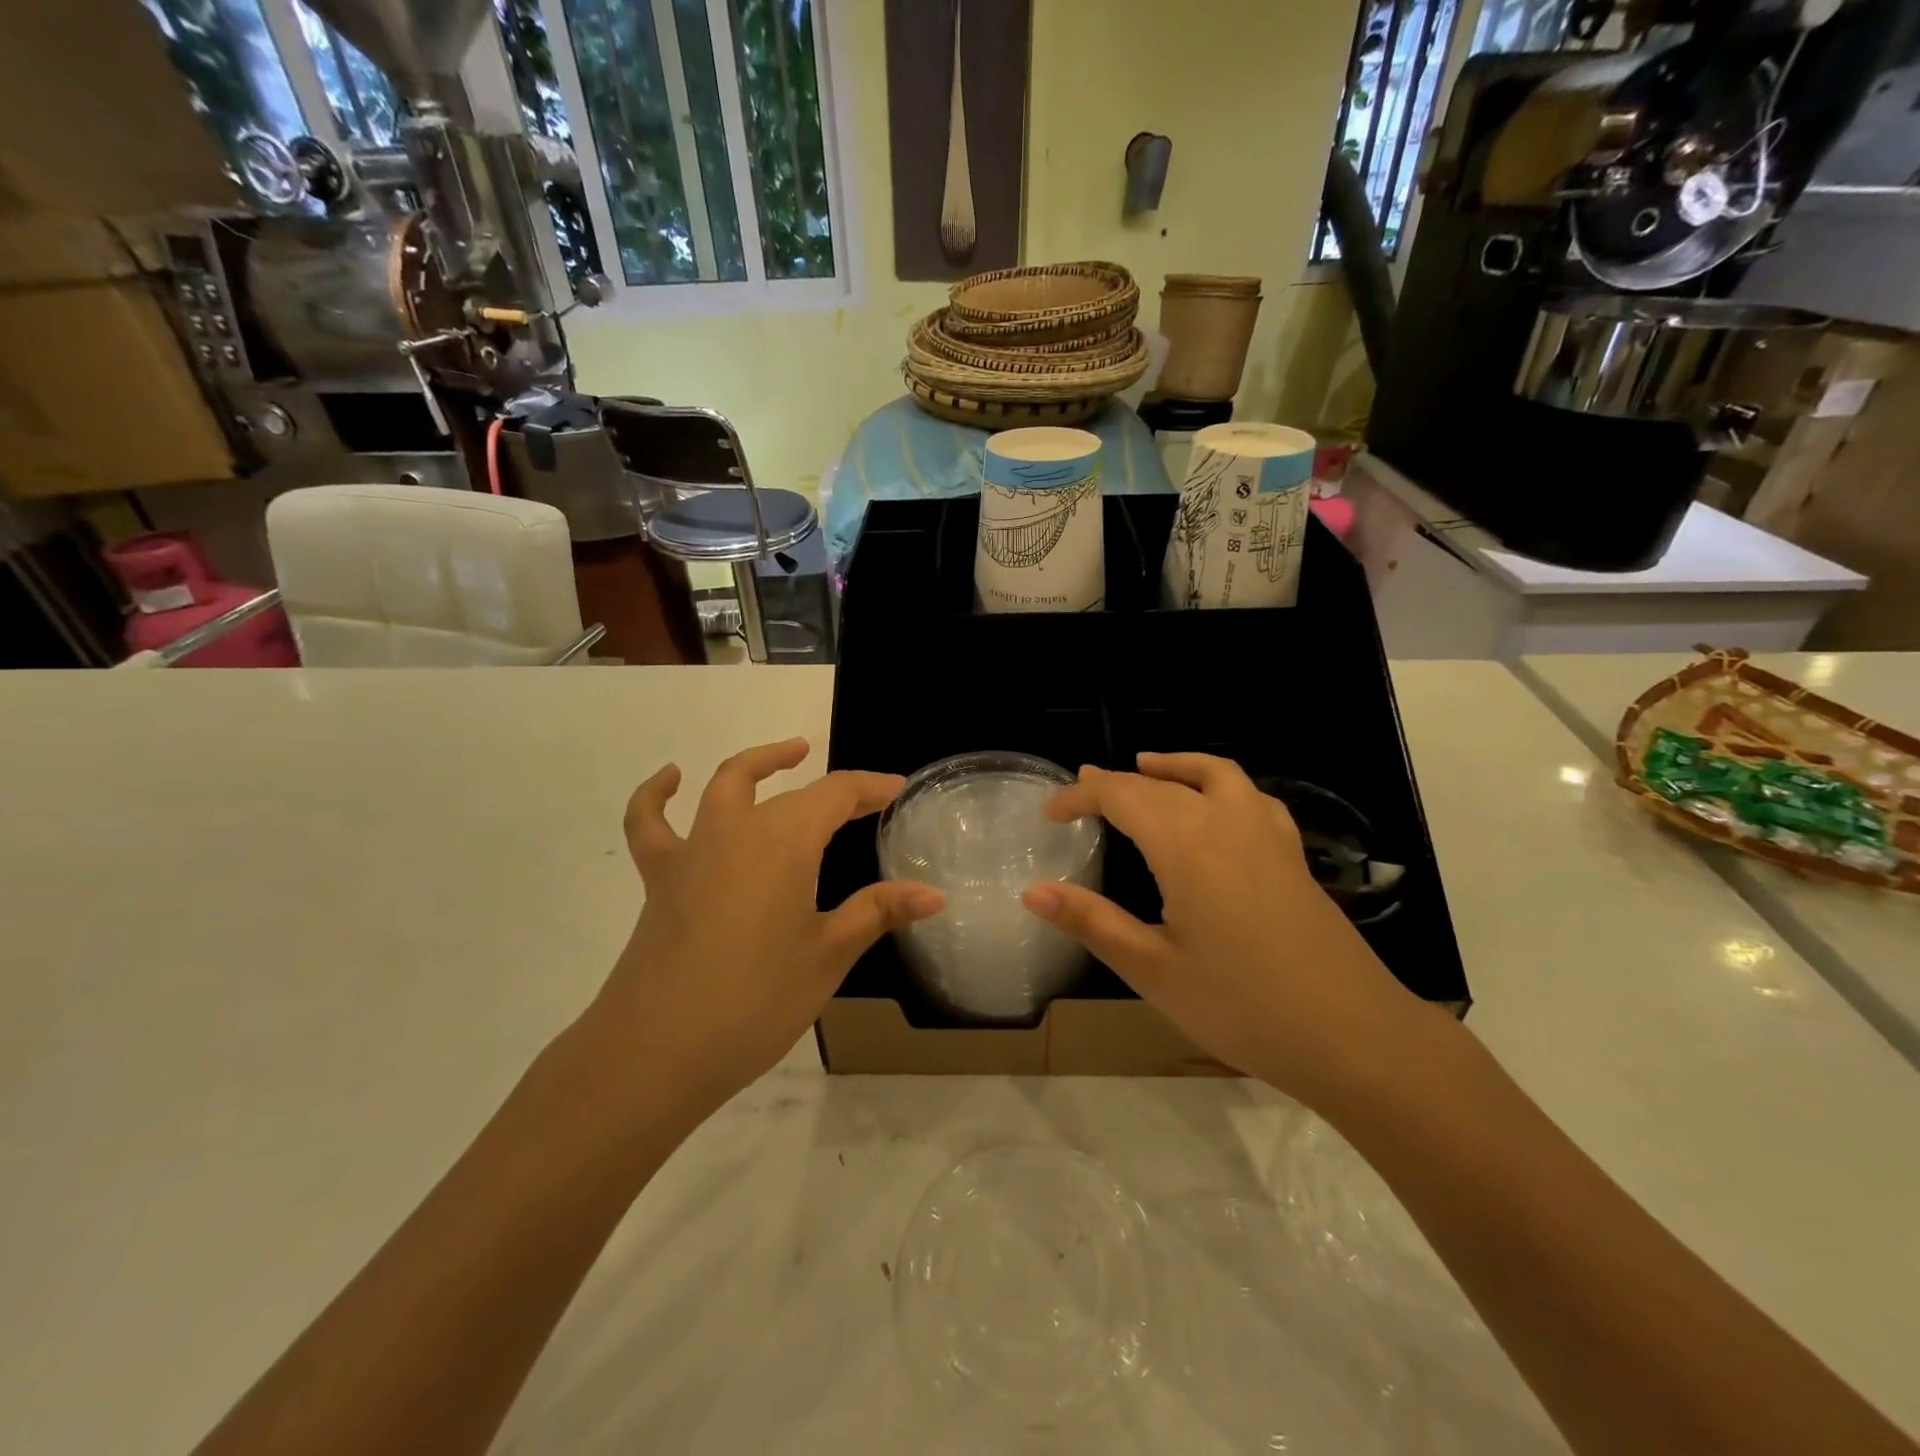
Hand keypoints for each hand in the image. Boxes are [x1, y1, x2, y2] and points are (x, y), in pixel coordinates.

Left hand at [585, 739, 942, 1122]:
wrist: (655, 1051)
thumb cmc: (756, 1001)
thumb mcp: (828, 956)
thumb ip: (878, 912)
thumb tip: (933, 894)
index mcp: (786, 842)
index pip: (837, 795)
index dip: (871, 788)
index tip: (897, 789)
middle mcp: (738, 830)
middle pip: (792, 793)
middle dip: (834, 791)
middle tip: (865, 800)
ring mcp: (693, 849)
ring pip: (727, 785)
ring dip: (761, 764)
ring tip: (791, 753)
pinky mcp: (660, 878)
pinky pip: (650, 823)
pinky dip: (657, 794)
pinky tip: (671, 778)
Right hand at [1021, 753, 1420, 1106]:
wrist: (1355, 1038)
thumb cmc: (1243, 1007)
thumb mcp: (1154, 970)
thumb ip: (1092, 922)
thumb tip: (1033, 891)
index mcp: (1187, 845)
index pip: (1122, 796)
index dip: (1080, 796)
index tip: (1049, 813)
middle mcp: (1227, 823)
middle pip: (1162, 784)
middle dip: (1117, 783)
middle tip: (1083, 793)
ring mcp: (1268, 837)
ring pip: (1215, 775)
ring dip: (1175, 766)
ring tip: (1148, 767)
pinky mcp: (1293, 857)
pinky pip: (1250, 797)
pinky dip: (1220, 784)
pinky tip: (1217, 809)